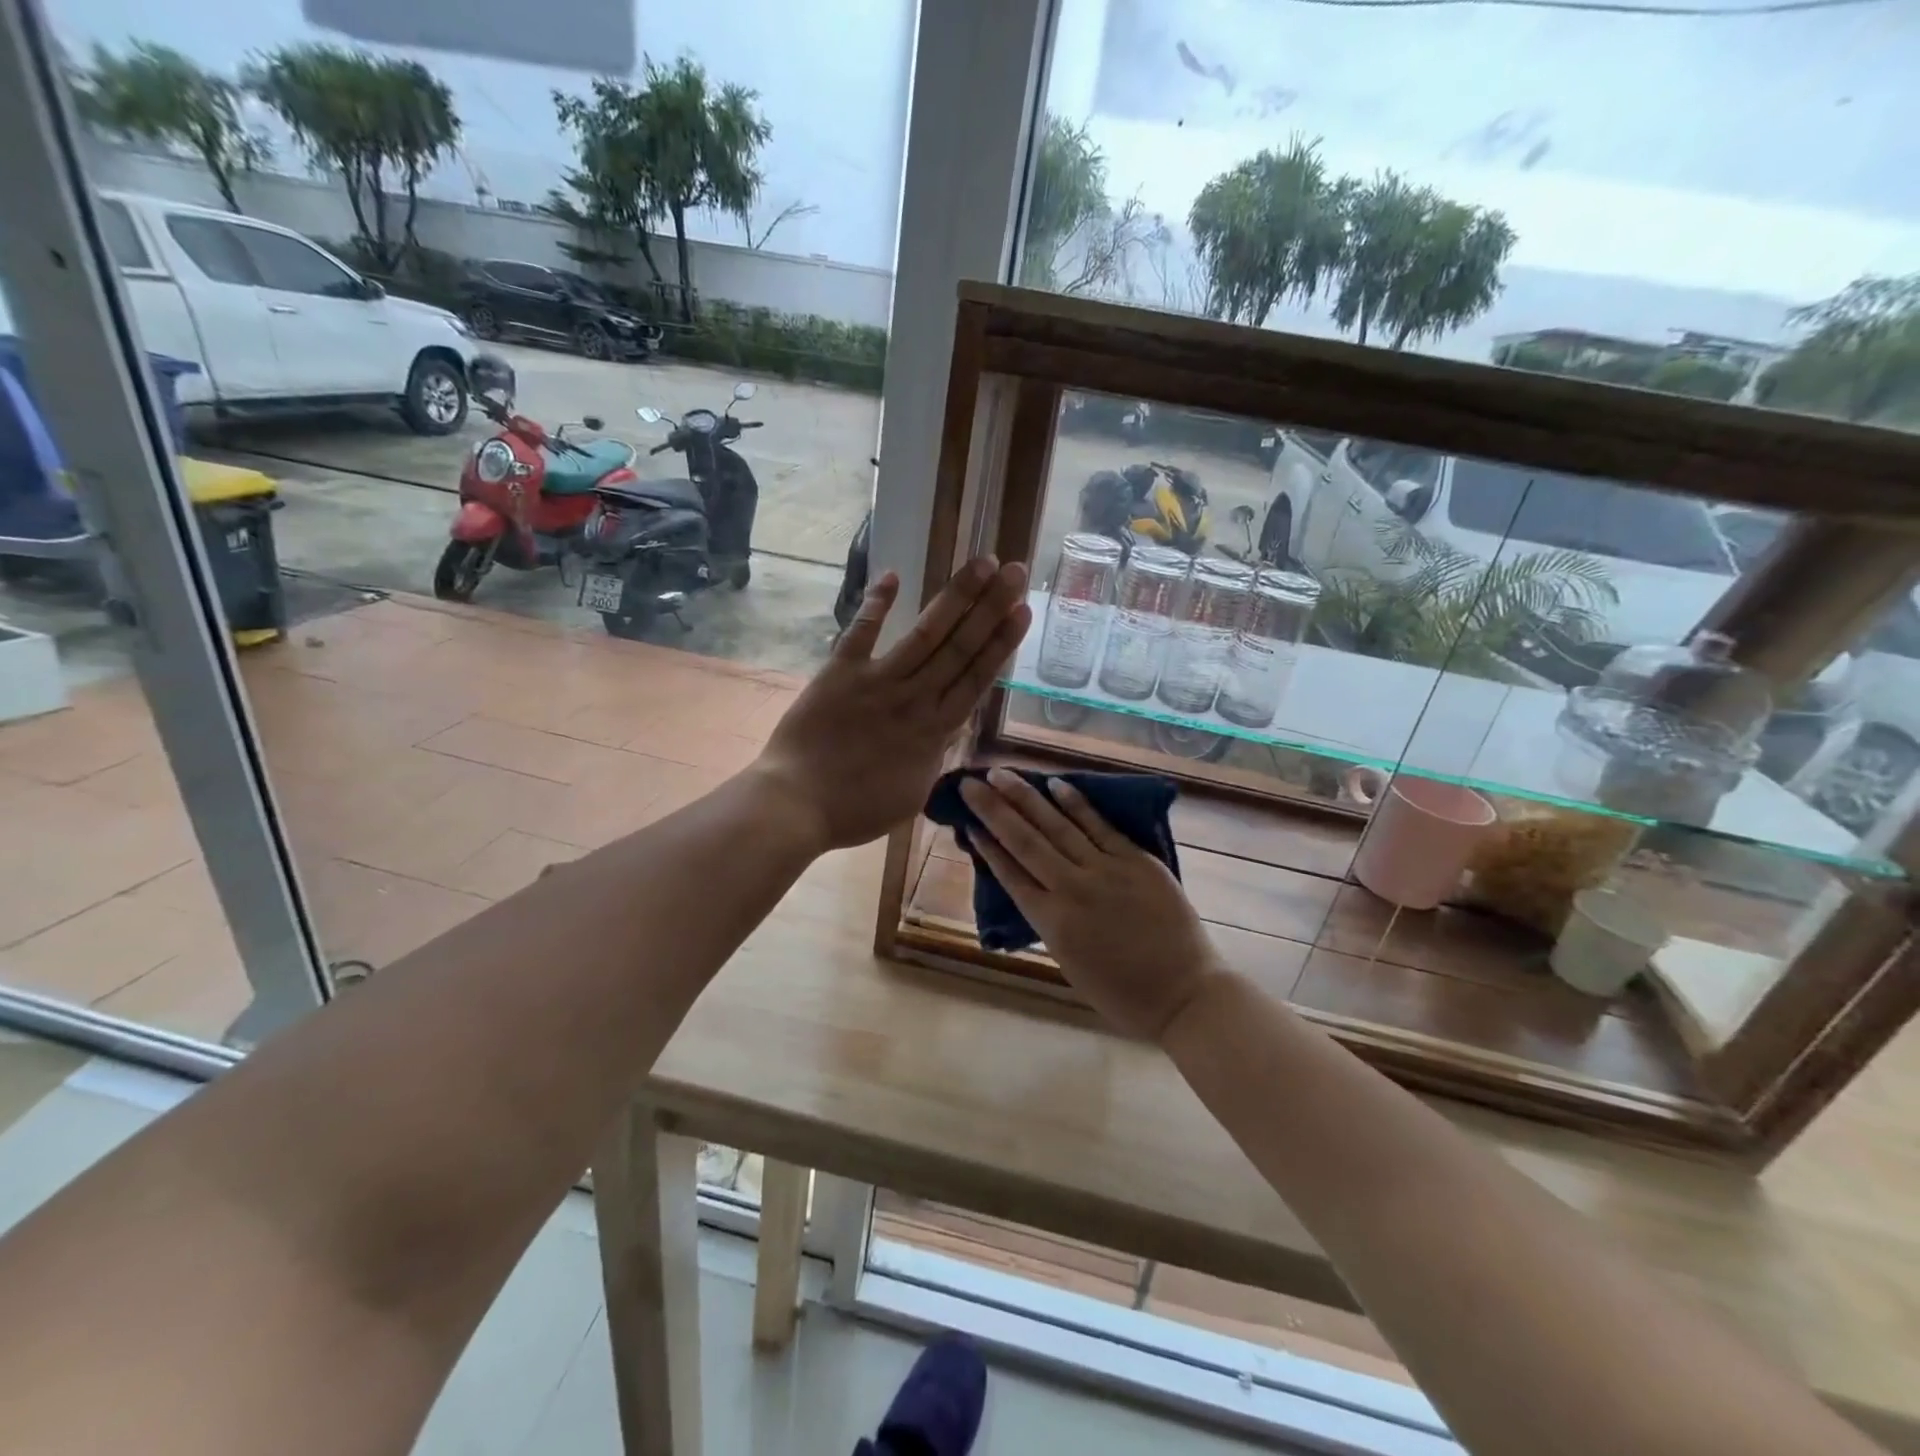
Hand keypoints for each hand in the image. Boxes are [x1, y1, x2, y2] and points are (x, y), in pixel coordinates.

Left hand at [754, 559, 1029, 852]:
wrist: (797, 806)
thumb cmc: (857, 811)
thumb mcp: (913, 794)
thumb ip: (934, 757)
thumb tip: (947, 732)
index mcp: (935, 731)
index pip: (977, 677)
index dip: (1001, 642)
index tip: (1022, 610)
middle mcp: (915, 698)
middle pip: (960, 646)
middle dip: (991, 606)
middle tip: (1014, 570)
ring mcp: (878, 682)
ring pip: (926, 634)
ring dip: (955, 597)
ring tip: (982, 564)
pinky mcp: (840, 673)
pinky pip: (861, 633)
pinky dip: (877, 604)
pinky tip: (894, 576)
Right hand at [960, 769, 1221, 1041]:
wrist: (1184, 995)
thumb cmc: (1122, 992)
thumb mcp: (1069, 962)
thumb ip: (1049, 920)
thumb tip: (1032, 885)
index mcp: (1051, 923)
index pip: (1009, 874)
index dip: (986, 846)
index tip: (967, 822)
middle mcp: (1071, 890)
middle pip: (1024, 841)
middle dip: (994, 809)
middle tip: (970, 783)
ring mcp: (1106, 870)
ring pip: (1057, 826)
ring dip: (1026, 797)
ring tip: (1001, 773)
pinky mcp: (1136, 860)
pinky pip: (1100, 826)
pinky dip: (1076, 804)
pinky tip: (1055, 784)